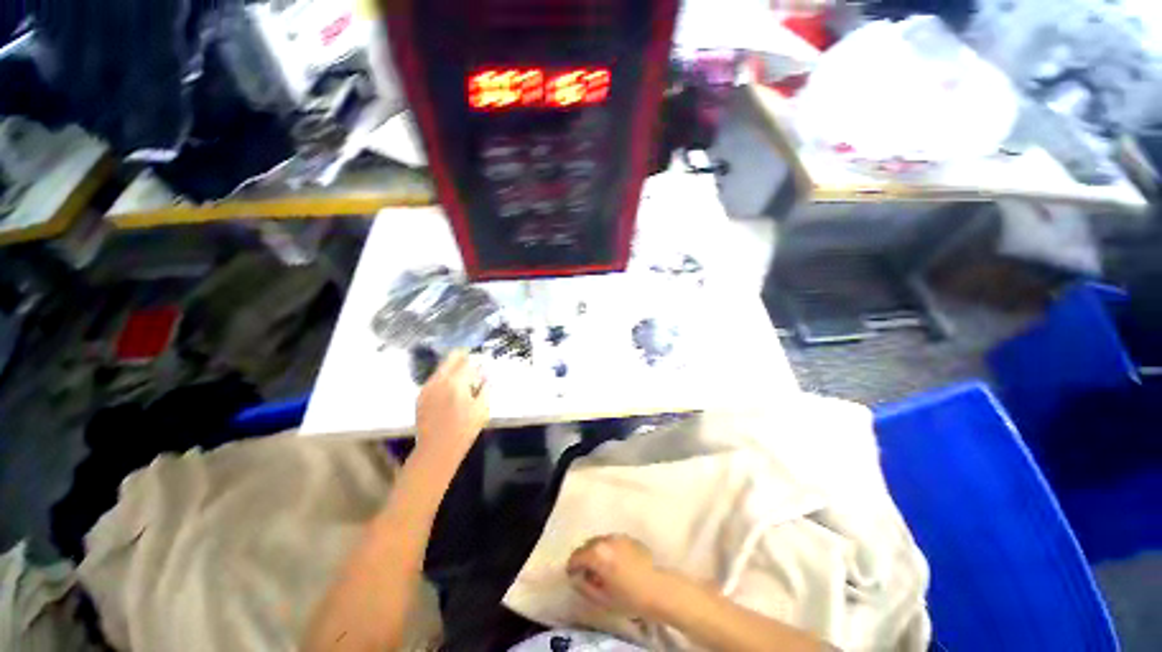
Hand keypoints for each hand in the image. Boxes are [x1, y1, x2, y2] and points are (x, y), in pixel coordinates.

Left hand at [414, 350, 488, 465]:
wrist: (437, 450)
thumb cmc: (465, 429)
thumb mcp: (482, 408)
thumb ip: (485, 388)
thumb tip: (486, 375)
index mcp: (456, 382)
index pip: (467, 361)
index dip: (476, 360)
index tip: (482, 362)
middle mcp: (439, 380)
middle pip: (450, 359)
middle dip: (462, 356)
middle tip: (471, 360)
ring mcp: (427, 387)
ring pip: (441, 368)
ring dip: (452, 367)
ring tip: (462, 376)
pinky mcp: (421, 396)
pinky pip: (434, 379)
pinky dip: (444, 378)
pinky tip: (450, 388)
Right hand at [567, 535, 667, 618]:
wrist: (658, 589)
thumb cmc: (629, 597)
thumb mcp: (602, 597)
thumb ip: (585, 585)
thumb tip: (578, 578)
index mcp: (597, 553)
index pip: (577, 556)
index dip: (572, 566)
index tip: (572, 574)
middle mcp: (606, 539)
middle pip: (588, 545)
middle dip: (584, 557)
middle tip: (586, 572)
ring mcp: (619, 536)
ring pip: (601, 541)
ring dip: (596, 552)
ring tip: (601, 567)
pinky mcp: (630, 538)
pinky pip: (613, 542)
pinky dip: (609, 550)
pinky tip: (615, 563)